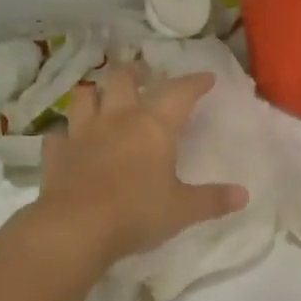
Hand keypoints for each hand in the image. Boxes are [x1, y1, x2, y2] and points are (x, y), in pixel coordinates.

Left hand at [34, 67, 247, 267]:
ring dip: (95, 93)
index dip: (194, 82)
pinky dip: (65, 135)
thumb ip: (212, 200)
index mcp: (153, 126)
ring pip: (84, 96)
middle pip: (122, 79)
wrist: (75, 228)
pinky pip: (58, 135)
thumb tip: (244, 195)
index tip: (206, 78)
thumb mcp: (182, 210)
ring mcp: (82, 133)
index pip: (179, 93)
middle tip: (144, 77)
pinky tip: (69, 141)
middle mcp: (117, 119)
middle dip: (135, 73)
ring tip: (103, 99)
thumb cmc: (136, 213)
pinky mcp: (56, 153)